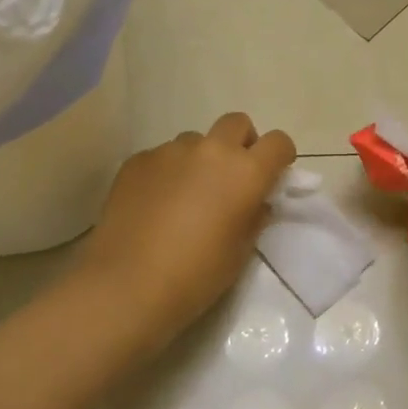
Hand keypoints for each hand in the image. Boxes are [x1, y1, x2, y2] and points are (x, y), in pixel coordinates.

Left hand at [76, 113, 295, 349]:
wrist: (128, 285)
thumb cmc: (196, 275)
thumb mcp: (240, 251)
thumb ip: (254, 216)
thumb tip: (255, 200)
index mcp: (245, 172)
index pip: (278, 142)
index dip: (279, 156)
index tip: (273, 174)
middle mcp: (211, 150)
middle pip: (236, 123)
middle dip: (241, 143)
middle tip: (231, 176)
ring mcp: (170, 151)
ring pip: (195, 141)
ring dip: (199, 159)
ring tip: (185, 195)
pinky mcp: (138, 160)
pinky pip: (162, 156)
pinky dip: (166, 172)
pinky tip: (154, 204)